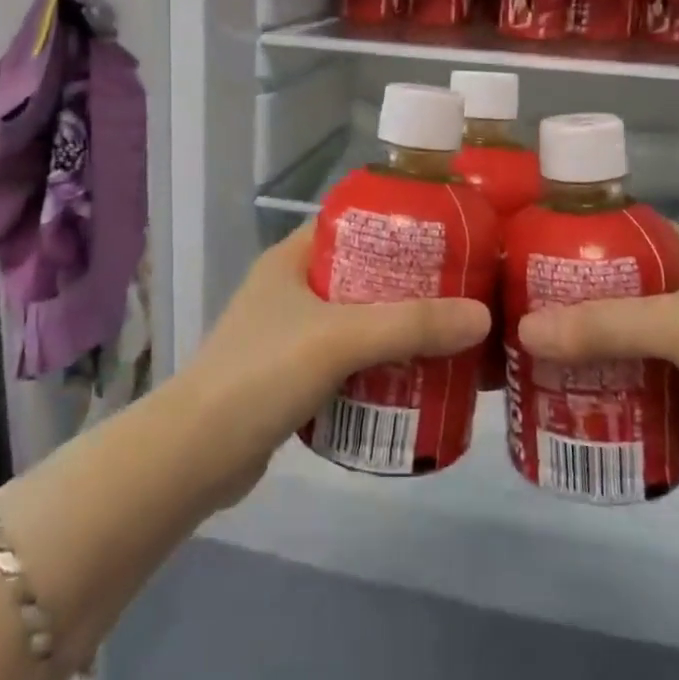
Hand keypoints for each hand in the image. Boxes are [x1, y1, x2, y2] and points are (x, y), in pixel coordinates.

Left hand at [177, 223, 490, 499]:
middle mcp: (291, 289)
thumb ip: (410, 325)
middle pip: (364, 275)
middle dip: (411, 286)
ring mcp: (290, 334)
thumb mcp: (339, 338)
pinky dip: (380, 365)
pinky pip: (349, 360)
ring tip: (451, 335)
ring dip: (399, 329)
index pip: (353, 224)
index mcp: (291, 258)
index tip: (450, 238)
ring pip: (358, 320)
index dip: (399, 226)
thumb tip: (482, 316)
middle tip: (463, 294)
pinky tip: (417, 378)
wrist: (195, 456)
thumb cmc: (262, 374)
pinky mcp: (294, 377)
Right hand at [515, 226, 678, 510]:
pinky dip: (599, 374)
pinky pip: (630, 370)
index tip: (521, 246)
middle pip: (611, 283)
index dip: (572, 232)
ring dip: (579, 338)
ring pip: (618, 329)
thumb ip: (604, 325)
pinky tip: (560, 385)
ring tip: (524, 345)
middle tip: (511, 303)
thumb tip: (522, 329)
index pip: (622, 229)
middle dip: (564, 294)